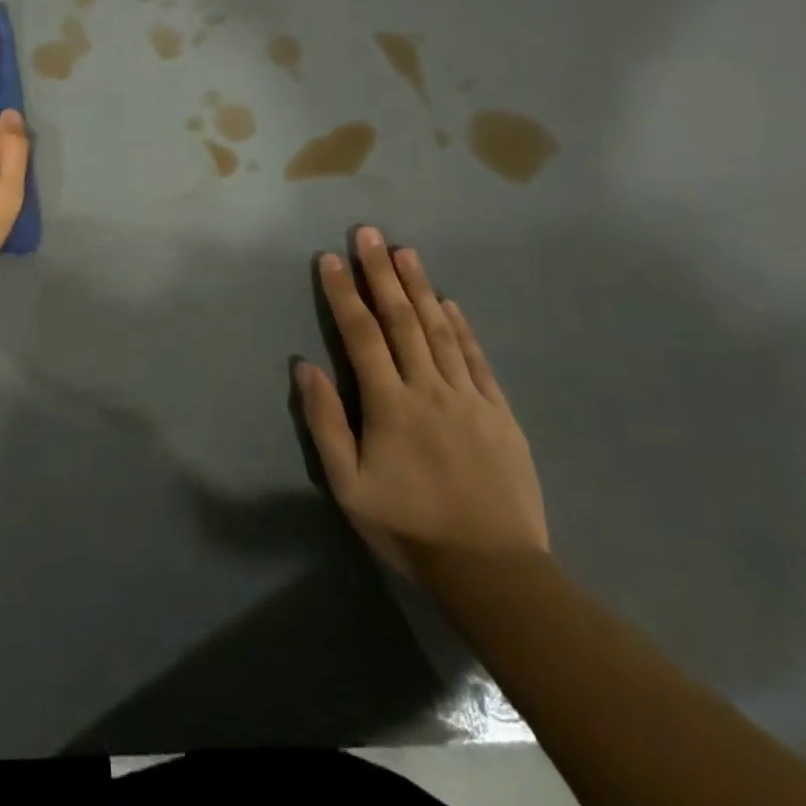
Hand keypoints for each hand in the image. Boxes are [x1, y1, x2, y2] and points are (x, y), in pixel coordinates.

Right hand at [294, 227, 547, 576]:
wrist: (495, 572)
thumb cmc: (410, 527)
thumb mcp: (348, 485)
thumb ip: (325, 423)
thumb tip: (306, 368)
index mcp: (389, 404)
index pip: (361, 334)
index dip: (343, 293)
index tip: (329, 258)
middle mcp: (429, 388)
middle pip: (402, 319)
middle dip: (380, 272)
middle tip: (368, 233)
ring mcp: (469, 398)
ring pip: (440, 330)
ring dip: (420, 287)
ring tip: (405, 251)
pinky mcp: (499, 414)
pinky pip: (477, 359)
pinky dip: (462, 327)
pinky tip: (450, 303)